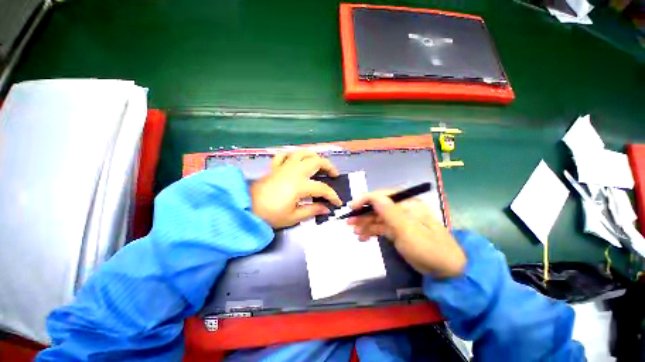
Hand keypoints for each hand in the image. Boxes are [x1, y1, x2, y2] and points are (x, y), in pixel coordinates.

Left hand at [250, 151, 342, 228]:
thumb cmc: (271, 214)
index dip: (333, 195)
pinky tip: (296, 160)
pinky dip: (292, 155)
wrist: (247, 208)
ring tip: (319, 164)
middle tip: (334, 175)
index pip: (322, 188)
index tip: (337, 202)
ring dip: (314, 156)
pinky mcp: (275, 167)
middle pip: (316, 161)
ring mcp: (284, 166)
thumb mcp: (293, 217)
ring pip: (302, 153)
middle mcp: (295, 171)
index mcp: (300, 185)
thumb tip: (326, 208)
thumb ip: (312, 210)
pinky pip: (285, 155)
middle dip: (329, 166)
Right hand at [347, 191, 465, 277]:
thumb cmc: (428, 248)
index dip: (365, 199)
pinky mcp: (398, 231)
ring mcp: (399, 220)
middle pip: (377, 207)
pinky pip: (381, 228)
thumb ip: (390, 213)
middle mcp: (401, 209)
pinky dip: (371, 231)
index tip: (352, 208)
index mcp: (407, 204)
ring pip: (377, 218)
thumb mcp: (407, 231)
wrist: (446, 270)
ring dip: (365, 224)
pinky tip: (363, 238)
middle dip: (362, 214)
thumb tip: (374, 196)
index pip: (381, 196)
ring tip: (354, 232)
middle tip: (349, 223)